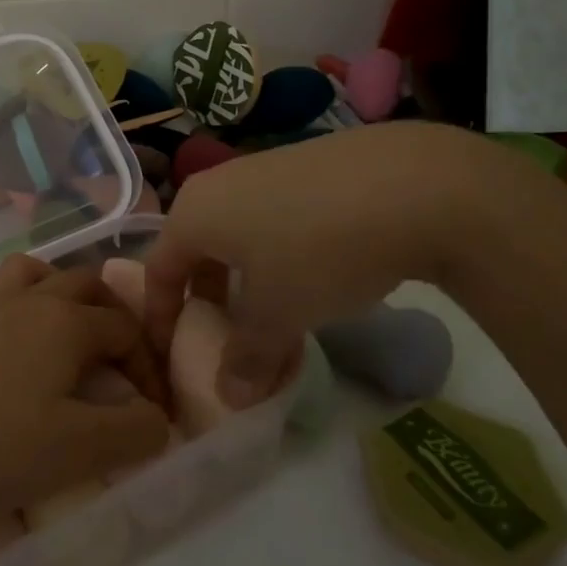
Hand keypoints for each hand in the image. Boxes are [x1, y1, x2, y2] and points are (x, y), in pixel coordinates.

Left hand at [0, 256, 170, 536]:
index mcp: (66, 320)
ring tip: (73, 340)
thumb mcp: (78, 450)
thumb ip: (134, 431)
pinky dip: (25, 306)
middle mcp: (30, 298)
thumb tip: (156, 417)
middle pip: (88, 284)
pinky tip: (20, 352)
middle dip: (116, 318)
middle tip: (122, 367)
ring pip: (39, 274)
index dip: (149, 368)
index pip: (127, 328)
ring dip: (66, 296)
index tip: (151, 415)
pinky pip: (3, 295)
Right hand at [144, 122, 482, 408]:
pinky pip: (271, 220)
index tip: (172, 356)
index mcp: (193, 213)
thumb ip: (246, 357)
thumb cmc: (317, 251)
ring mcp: (261, 170)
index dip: (161, 318)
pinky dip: (276, 257)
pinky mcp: (303, 168)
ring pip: (238, 236)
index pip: (158, 270)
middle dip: (208, 301)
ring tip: (276, 317)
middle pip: (197, 251)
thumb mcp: (278, 314)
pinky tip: (315, 277)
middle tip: (227, 341)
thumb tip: (229, 397)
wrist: (408, 184)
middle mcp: (217, 184)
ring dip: (246, 282)